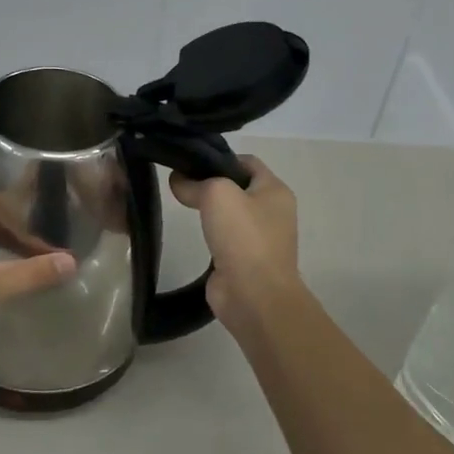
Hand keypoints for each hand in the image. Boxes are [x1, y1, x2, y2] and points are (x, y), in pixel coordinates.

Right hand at [169, 155, 305, 334]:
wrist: (254, 296)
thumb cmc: (243, 237)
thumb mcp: (217, 194)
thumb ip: (194, 182)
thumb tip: (178, 181)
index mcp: (275, 190)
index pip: (246, 161)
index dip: (219, 157)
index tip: (190, 161)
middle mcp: (272, 212)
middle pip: (237, 186)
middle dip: (210, 182)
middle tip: (180, 181)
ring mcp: (260, 238)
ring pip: (230, 213)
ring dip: (209, 210)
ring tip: (181, 203)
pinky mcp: (245, 260)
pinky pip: (225, 237)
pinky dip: (209, 233)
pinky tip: (191, 231)